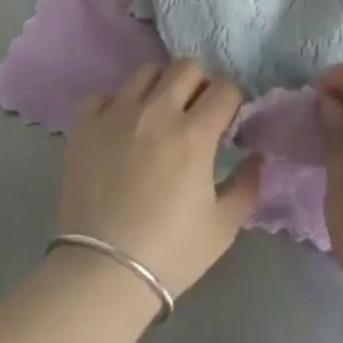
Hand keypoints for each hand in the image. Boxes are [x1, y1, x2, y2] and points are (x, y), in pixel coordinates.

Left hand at [59, 61, 263, 297]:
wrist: (101, 274)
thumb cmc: (169, 253)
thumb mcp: (222, 227)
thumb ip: (247, 185)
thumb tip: (257, 157)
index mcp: (194, 133)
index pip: (225, 88)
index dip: (232, 102)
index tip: (227, 122)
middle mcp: (157, 111)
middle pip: (186, 68)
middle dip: (200, 84)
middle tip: (196, 112)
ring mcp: (117, 113)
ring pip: (147, 71)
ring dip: (161, 86)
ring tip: (159, 114)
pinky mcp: (86, 125)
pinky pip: (105, 95)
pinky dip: (118, 104)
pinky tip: (122, 127)